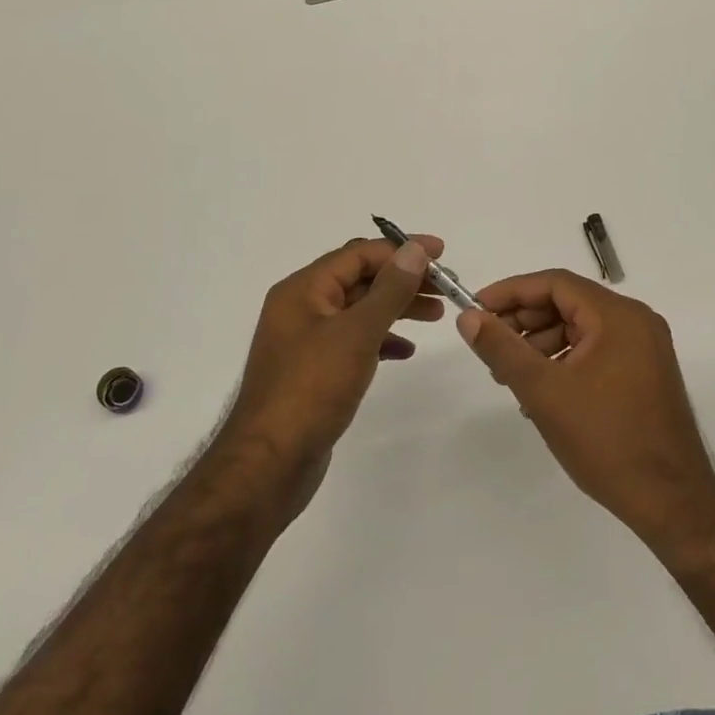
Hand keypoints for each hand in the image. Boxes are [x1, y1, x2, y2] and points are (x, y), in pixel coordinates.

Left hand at [220, 235, 442, 516]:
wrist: (270, 465)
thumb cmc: (311, 389)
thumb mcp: (356, 333)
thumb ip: (389, 289)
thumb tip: (414, 250)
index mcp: (303, 289)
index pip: (358, 254)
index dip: (401, 249)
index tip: (442, 253)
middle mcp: (301, 307)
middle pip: (360, 279)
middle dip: (403, 279)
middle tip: (445, 287)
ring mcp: (306, 341)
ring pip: (359, 310)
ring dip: (397, 307)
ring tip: (436, 315)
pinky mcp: (314, 371)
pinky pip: (353, 341)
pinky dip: (381, 339)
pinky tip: (406, 350)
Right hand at [458, 270, 714, 539]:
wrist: (672, 504)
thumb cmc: (606, 441)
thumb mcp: (544, 391)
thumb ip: (502, 349)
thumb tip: (468, 318)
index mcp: (618, 316)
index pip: (555, 283)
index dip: (511, 292)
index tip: (476, 310)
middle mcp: (636, 321)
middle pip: (568, 303)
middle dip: (524, 321)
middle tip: (490, 346)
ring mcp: (645, 349)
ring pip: (580, 329)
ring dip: (541, 344)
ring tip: (510, 376)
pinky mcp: (646, 374)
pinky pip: (596, 351)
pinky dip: (564, 361)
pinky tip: (541, 392)